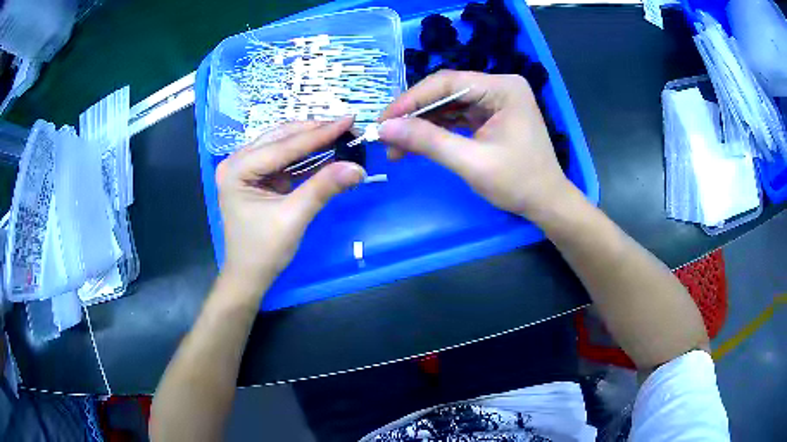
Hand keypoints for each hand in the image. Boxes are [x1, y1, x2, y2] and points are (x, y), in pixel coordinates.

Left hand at [215, 118, 364, 298]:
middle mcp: (237, 162)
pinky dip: (305, 156)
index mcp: (237, 170)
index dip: (319, 133)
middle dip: (315, 132)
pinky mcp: (257, 177)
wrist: (249, 277)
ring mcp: (245, 168)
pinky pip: (283, 159)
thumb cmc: (264, 251)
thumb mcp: (293, 218)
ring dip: (311, 141)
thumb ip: (323, 188)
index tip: (349, 120)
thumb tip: (358, 167)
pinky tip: (326, 150)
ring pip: (282, 145)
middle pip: (280, 138)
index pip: (283, 146)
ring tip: (340, 134)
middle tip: (348, 126)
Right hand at [379, 70, 570, 218]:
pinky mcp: (491, 116)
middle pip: (446, 92)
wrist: (547, 203)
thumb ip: (428, 141)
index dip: (411, 99)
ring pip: (448, 105)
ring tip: (396, 146)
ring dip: (422, 124)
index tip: (383, 121)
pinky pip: (457, 117)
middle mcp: (499, 87)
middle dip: (414, 115)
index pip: (447, 83)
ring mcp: (495, 101)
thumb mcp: (471, 162)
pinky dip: (436, 130)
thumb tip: (384, 128)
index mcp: (503, 88)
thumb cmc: (518, 183)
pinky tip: (416, 144)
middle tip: (386, 136)